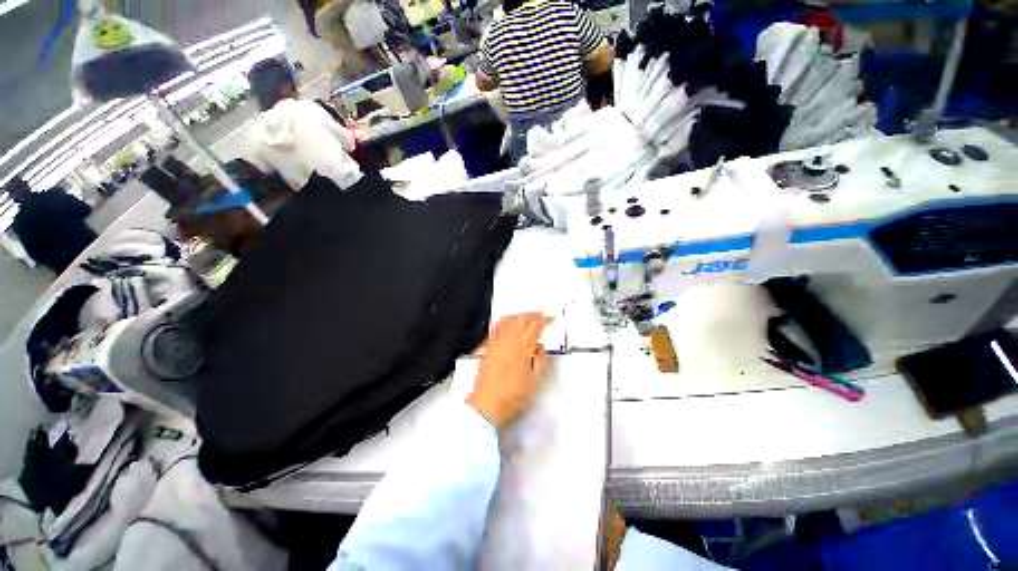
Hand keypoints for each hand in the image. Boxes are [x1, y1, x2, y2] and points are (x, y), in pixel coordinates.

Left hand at [467, 313, 552, 429]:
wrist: (486, 404)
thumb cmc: (512, 395)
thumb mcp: (534, 381)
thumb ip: (541, 361)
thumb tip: (541, 349)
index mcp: (523, 347)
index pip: (535, 326)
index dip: (544, 320)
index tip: (551, 320)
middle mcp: (509, 340)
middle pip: (522, 319)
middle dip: (534, 315)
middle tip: (542, 316)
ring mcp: (497, 342)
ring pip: (509, 320)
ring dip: (520, 316)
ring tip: (528, 317)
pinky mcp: (488, 346)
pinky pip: (497, 326)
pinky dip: (505, 320)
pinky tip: (508, 321)